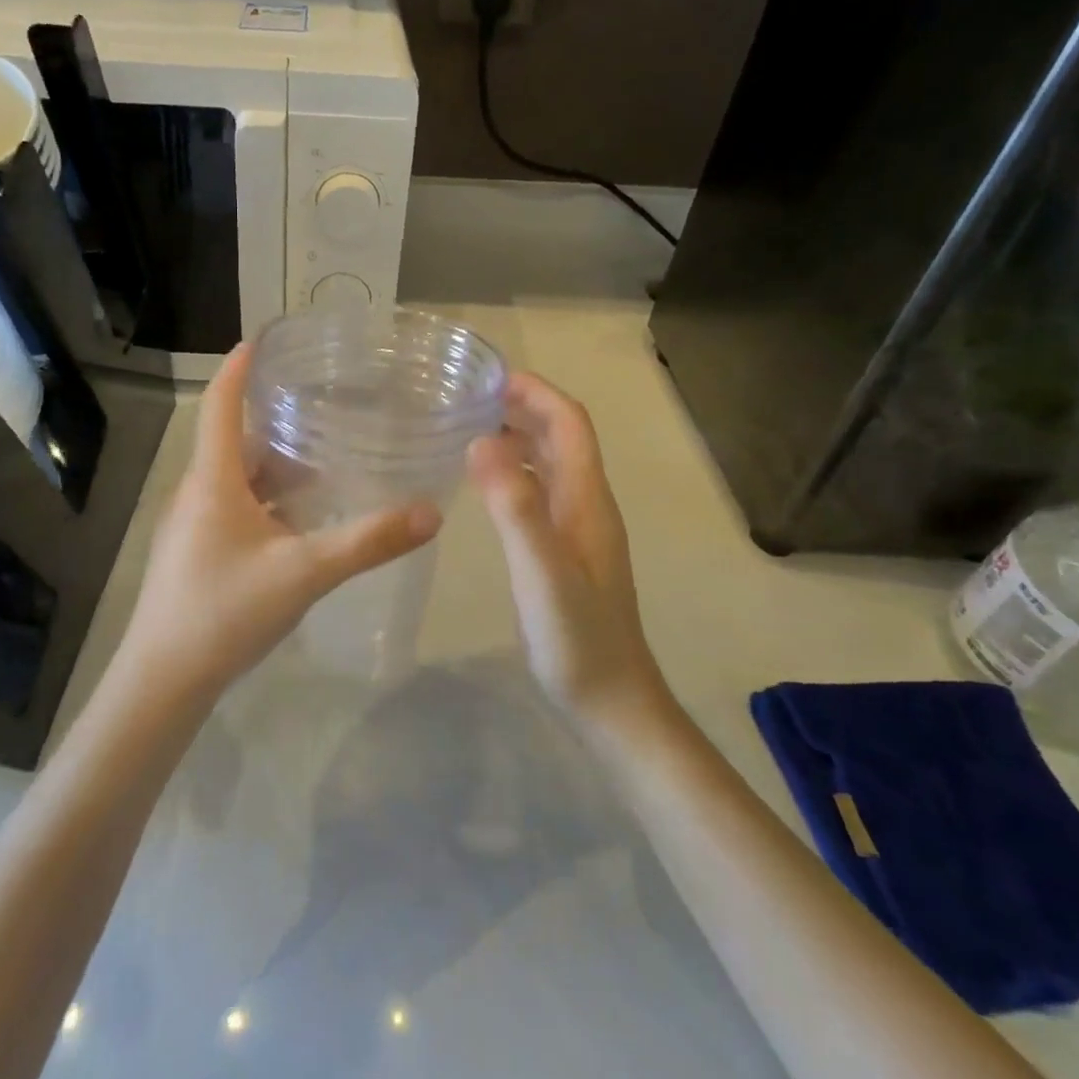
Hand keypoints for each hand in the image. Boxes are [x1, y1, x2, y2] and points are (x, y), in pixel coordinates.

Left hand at [123, 343, 441, 699]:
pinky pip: (235, 508)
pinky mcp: (196, 553)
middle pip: (235, 442)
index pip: (219, 405)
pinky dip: (268, 501)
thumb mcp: (305, 573)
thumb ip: (368, 542)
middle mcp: (198, 493)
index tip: (261, 339)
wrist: (163, 680)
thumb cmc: (225, 612)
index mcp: (213, 480)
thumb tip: (431, 512)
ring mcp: (193, 526)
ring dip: (275, 468)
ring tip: (324, 463)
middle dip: (275, 423)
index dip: (238, 369)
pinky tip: (300, 522)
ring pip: (237, 479)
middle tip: (324, 409)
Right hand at [468, 372, 668, 723]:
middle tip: (467, 398)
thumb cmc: (578, 639)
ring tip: (469, 428)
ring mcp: (577, 529)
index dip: (537, 392)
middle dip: (523, 407)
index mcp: (588, 500)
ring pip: (551, 464)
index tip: (490, 376)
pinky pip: (540, 492)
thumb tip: (482, 440)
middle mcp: (587, 505)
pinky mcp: (564, 551)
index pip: (570, 424)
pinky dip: (515, 472)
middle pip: (562, 437)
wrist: (611, 701)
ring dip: (518, 436)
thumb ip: (516, 508)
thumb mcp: (542, 572)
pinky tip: (485, 483)